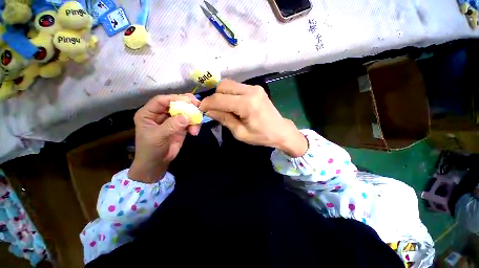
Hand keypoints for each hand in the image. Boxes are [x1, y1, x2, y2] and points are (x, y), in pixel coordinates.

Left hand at [128, 94, 200, 182]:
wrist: (157, 163)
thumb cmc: (151, 150)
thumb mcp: (157, 137)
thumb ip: (171, 126)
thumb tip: (186, 116)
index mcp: (149, 113)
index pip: (161, 100)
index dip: (174, 99)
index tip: (188, 101)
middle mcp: (161, 113)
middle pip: (175, 103)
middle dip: (187, 104)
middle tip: (198, 106)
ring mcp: (173, 119)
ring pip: (185, 111)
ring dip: (193, 117)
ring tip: (196, 126)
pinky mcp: (181, 126)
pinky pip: (190, 121)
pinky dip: (195, 124)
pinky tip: (194, 132)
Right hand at [200, 79, 307, 156]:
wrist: (280, 131)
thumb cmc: (261, 136)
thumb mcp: (240, 132)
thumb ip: (224, 119)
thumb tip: (209, 111)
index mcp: (247, 104)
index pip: (220, 99)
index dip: (207, 103)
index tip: (201, 109)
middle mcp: (250, 91)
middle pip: (223, 86)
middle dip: (215, 97)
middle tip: (214, 110)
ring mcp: (254, 88)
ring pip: (230, 85)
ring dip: (222, 95)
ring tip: (223, 108)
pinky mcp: (256, 89)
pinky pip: (237, 87)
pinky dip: (230, 94)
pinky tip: (232, 105)